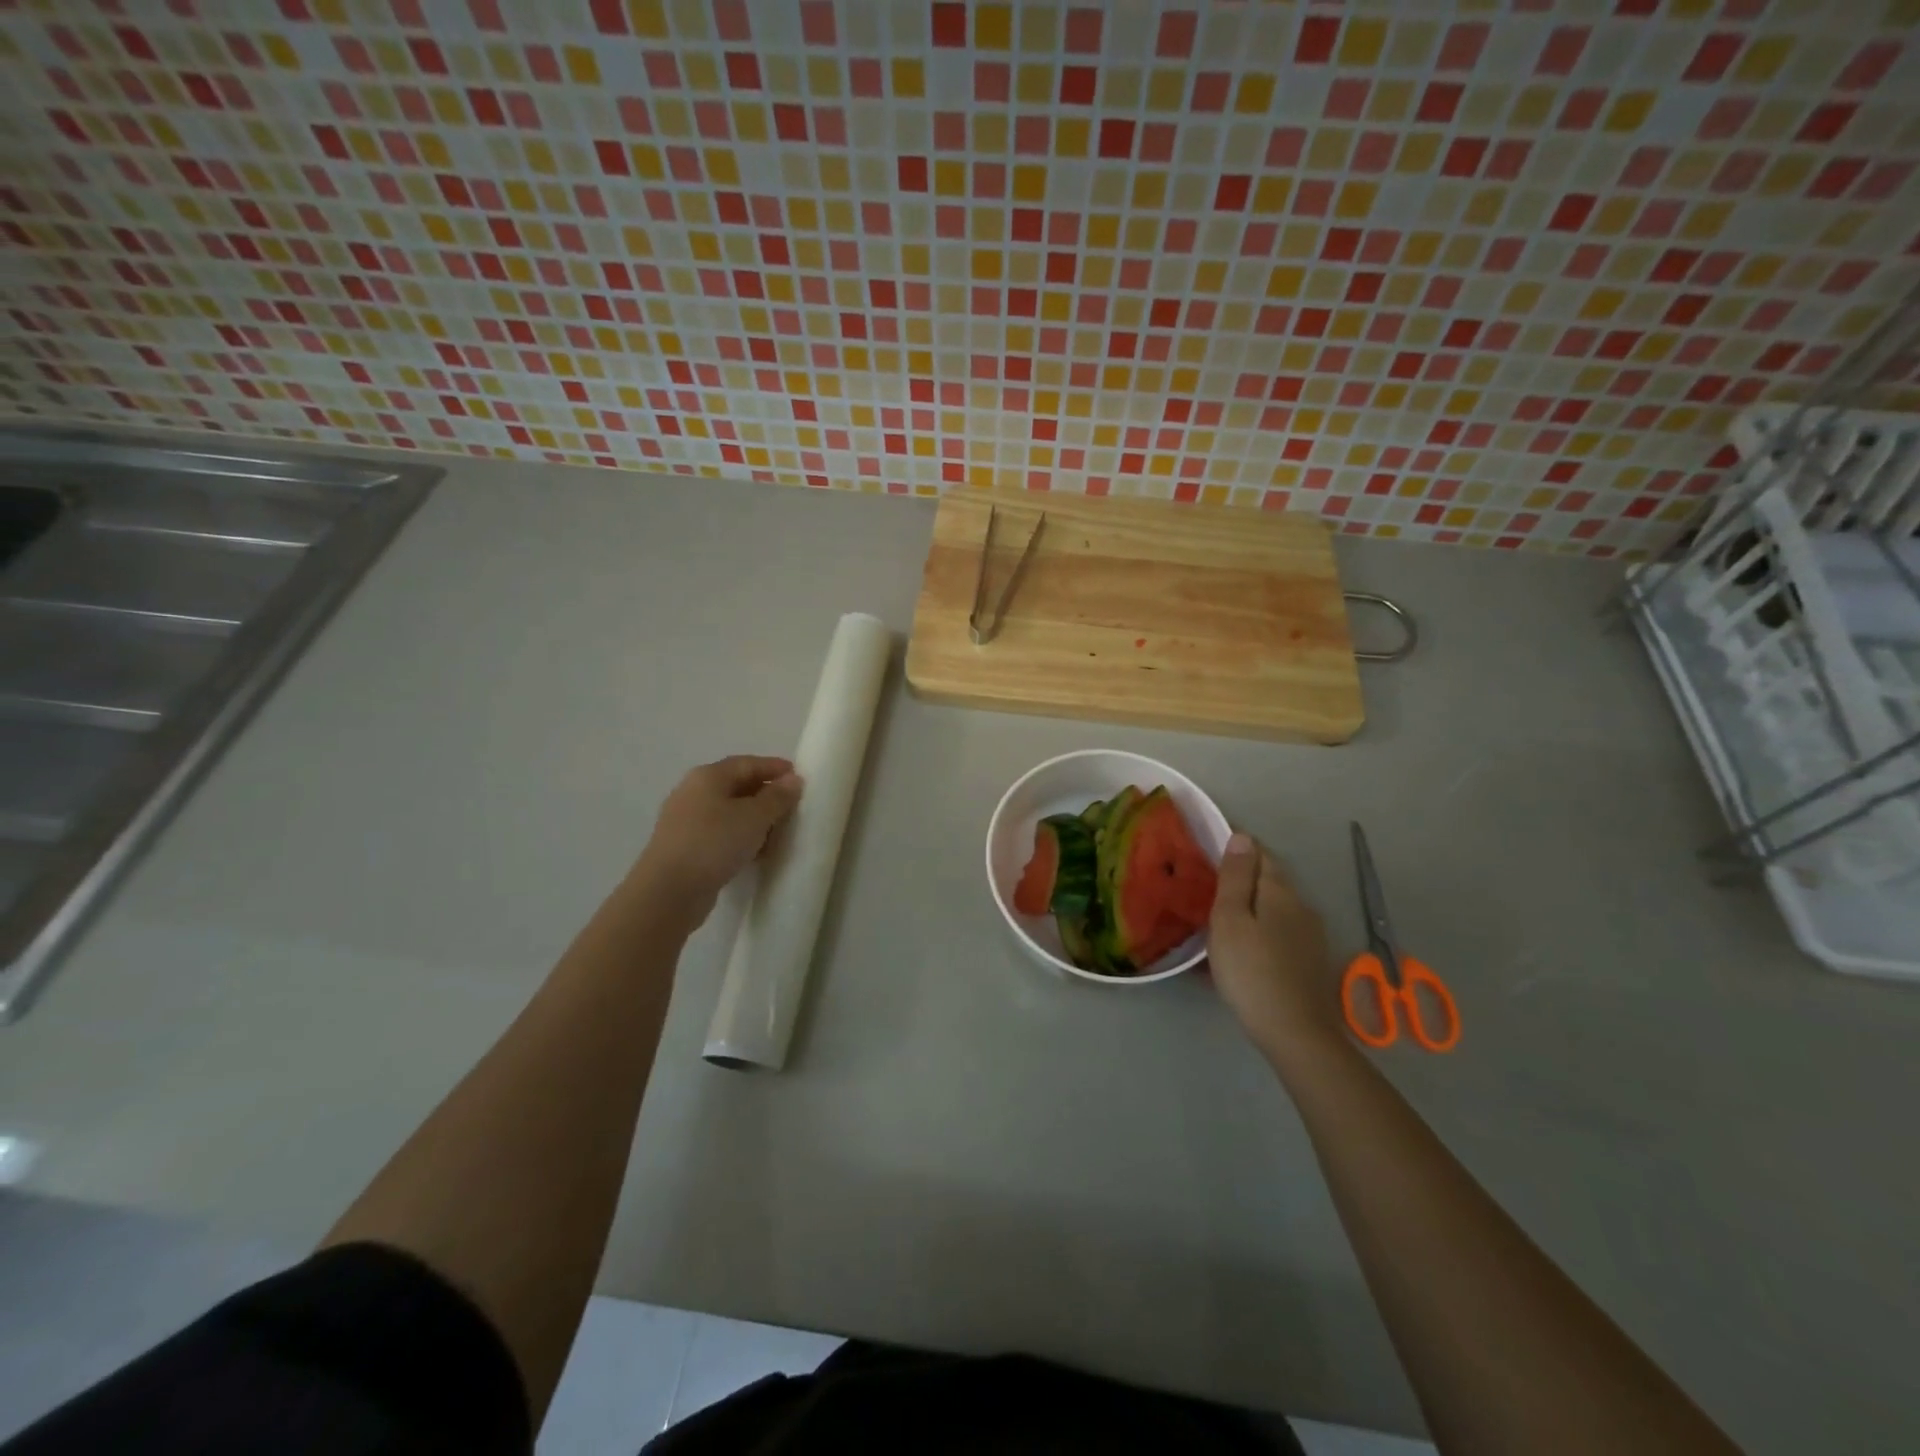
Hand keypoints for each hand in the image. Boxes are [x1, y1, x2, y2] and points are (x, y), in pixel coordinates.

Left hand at [632, 756, 803, 925]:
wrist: (669, 891)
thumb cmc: (714, 843)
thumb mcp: (754, 817)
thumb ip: (777, 797)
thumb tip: (793, 780)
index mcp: (708, 776)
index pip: (747, 763)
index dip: (775, 768)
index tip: (800, 778)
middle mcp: (693, 792)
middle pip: (737, 786)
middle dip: (767, 795)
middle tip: (793, 807)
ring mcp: (686, 821)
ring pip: (729, 812)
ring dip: (755, 819)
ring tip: (778, 833)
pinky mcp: (686, 847)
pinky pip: (720, 833)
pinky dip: (741, 837)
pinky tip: (756, 852)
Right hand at [1208, 833, 1344, 1064]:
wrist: (1295, 1033)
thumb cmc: (1251, 970)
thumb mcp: (1230, 919)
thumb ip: (1235, 877)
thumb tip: (1242, 836)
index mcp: (1280, 891)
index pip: (1259, 853)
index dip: (1236, 846)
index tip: (1209, 849)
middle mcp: (1301, 905)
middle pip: (1270, 879)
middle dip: (1242, 876)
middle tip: (1208, 883)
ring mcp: (1311, 935)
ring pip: (1275, 907)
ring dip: (1250, 905)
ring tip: (1220, 916)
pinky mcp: (1310, 960)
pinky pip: (1280, 931)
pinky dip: (1259, 929)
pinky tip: (1243, 947)